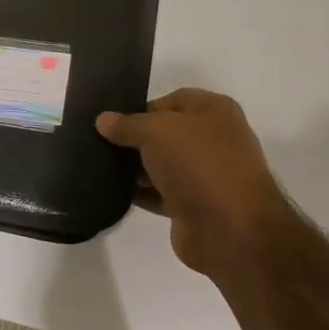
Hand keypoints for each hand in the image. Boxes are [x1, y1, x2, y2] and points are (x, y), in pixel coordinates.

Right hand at [96, 88, 293, 273]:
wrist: (230, 229)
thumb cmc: (198, 164)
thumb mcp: (155, 131)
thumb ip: (126, 124)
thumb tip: (103, 120)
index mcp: (215, 111)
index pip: (171, 100)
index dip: (140, 108)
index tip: (110, 121)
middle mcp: (214, 139)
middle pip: (165, 133)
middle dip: (134, 138)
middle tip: (98, 142)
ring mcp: (205, 174)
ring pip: (161, 164)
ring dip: (134, 167)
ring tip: (99, 165)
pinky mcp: (194, 205)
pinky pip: (159, 192)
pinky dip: (139, 192)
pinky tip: (112, 190)